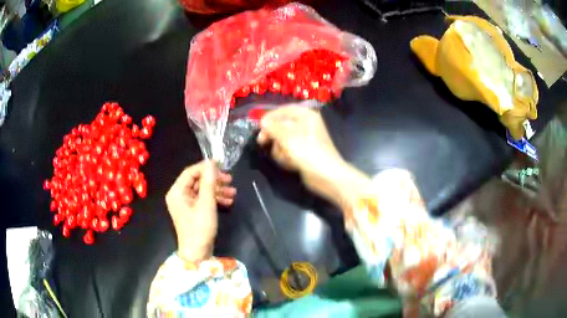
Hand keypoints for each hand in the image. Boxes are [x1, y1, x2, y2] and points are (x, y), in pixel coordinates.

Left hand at [165, 160, 235, 262]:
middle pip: (197, 181)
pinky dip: (215, 199)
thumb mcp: (206, 203)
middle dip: (214, 180)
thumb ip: (209, 181)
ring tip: (233, 193)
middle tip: (230, 180)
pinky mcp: (192, 211)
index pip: (190, 172)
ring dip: (217, 190)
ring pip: (202, 190)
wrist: (197, 253)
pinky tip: (228, 202)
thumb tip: (212, 163)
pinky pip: (203, 200)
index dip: (206, 167)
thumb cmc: (200, 227)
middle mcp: (179, 195)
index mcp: (177, 191)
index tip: (222, 165)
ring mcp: (185, 204)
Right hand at [257, 107, 369, 211]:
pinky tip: (291, 164)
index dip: (270, 117)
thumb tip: (263, 120)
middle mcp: (305, 125)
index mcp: (306, 116)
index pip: (284, 110)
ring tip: (286, 158)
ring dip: (280, 150)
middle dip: (274, 137)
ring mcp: (304, 140)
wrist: (327, 177)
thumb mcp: (289, 139)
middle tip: (262, 142)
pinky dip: (286, 157)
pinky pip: (287, 151)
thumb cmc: (309, 153)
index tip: (259, 126)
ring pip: (282, 141)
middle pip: (281, 126)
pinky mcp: (302, 153)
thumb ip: (274, 128)